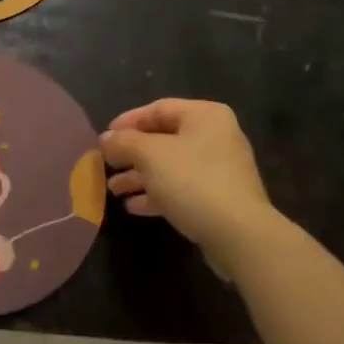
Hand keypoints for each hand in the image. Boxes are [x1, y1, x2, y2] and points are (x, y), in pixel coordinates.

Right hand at [100, 99, 277, 273]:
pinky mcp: (219, 198)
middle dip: (131, 154)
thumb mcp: (150, 155)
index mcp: (205, 116)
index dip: (128, 121)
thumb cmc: (193, 181)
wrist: (239, 234)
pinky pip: (182, 189)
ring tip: (113, 190)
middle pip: (164, 139)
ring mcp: (220, 169)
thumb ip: (124, 142)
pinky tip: (134, 207)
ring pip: (171, 166)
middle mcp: (216, 137)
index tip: (104, 138)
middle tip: (105, 165)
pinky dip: (157, 194)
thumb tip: (106, 139)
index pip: (159, 108)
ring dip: (140, 176)